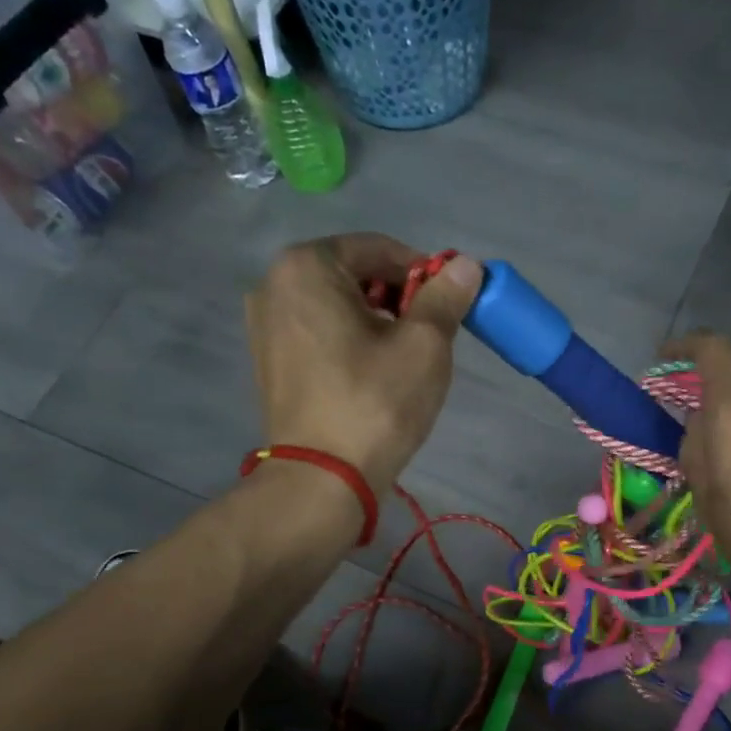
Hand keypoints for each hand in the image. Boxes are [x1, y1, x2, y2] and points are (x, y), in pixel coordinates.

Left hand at [245, 235, 481, 494]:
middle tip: (429, 337)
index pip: (380, 249)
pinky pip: (319, 335)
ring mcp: (264, 326)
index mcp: (307, 266)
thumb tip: (466, 266)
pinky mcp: (268, 362)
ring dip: (375, 322)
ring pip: (336, 307)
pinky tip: (370, 378)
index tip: (450, 306)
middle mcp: (274, 285)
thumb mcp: (424, 346)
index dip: (423, 273)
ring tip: (402, 362)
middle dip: (398, 299)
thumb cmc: (375, 405)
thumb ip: (445, 297)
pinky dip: (349, 343)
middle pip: (354, 275)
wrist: (321, 481)